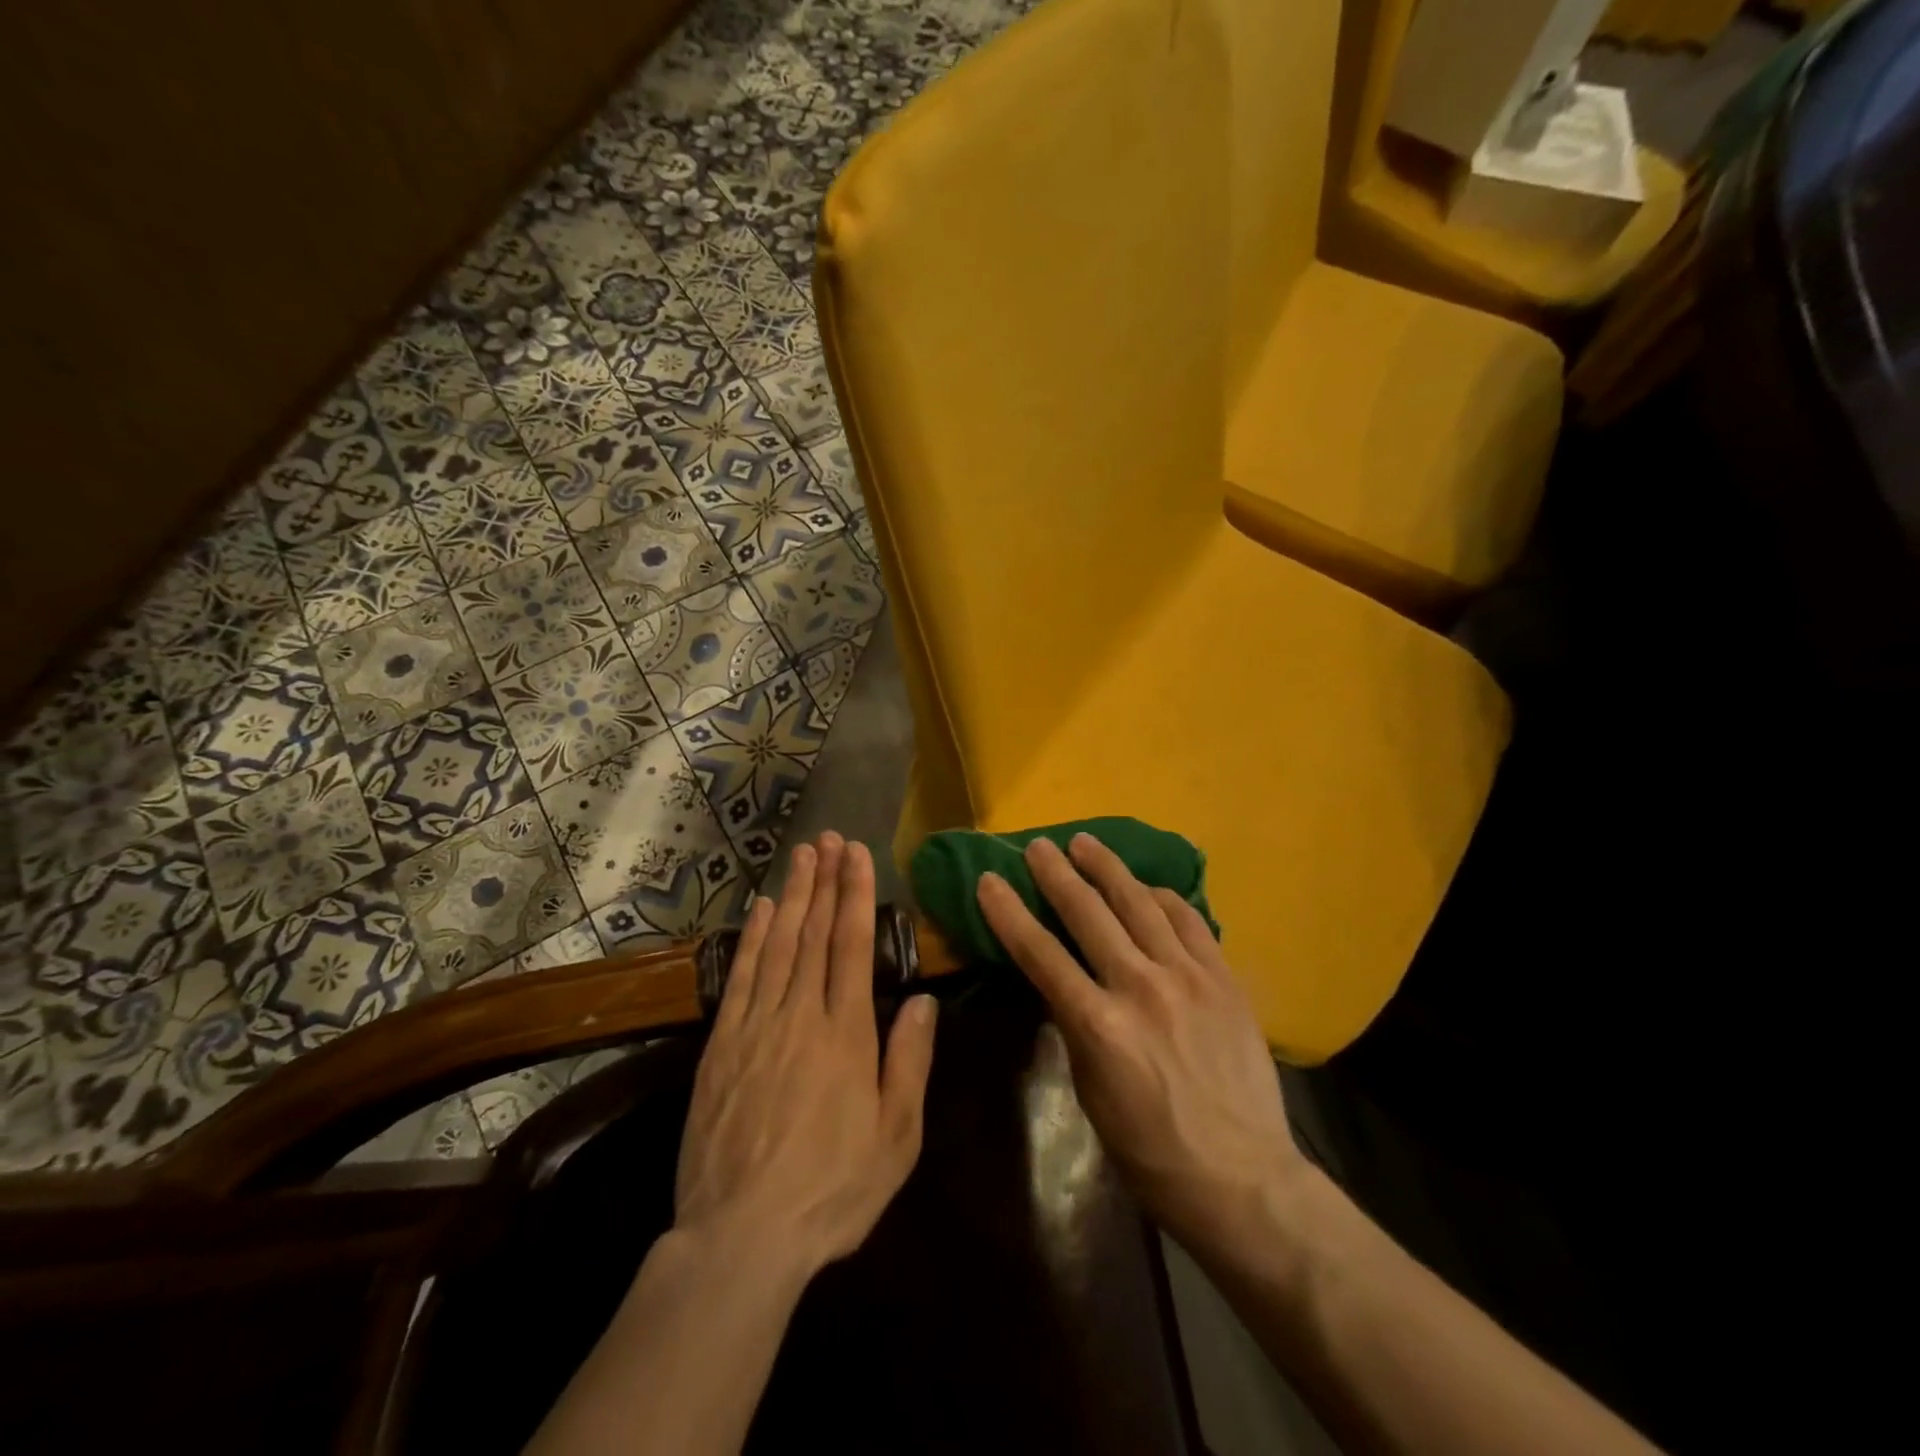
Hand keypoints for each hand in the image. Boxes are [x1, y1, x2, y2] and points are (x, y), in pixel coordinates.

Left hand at [675, 832, 938, 1279]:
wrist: (742, 1236)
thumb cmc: (832, 1189)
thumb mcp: (897, 1137)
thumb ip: (910, 1062)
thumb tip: (921, 999)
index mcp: (847, 1034)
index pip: (852, 946)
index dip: (856, 895)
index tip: (858, 854)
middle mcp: (801, 1016)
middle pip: (815, 934)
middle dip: (825, 881)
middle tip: (829, 838)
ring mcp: (757, 1026)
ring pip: (779, 946)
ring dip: (794, 896)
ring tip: (802, 856)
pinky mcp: (722, 1045)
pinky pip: (742, 978)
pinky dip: (754, 938)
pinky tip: (764, 911)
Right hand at [975, 834, 1300, 1251]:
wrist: (1242, 1177)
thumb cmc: (1150, 1151)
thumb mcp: (1090, 1092)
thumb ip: (1076, 1027)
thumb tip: (1064, 982)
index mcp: (1098, 1026)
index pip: (1039, 953)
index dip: (1009, 913)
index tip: (989, 880)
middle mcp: (1140, 988)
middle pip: (1087, 914)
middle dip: (1056, 874)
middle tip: (1038, 846)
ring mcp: (1187, 977)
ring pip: (1139, 903)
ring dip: (1107, 868)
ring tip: (1085, 842)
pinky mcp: (1223, 978)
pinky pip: (1188, 920)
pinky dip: (1162, 897)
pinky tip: (1146, 886)